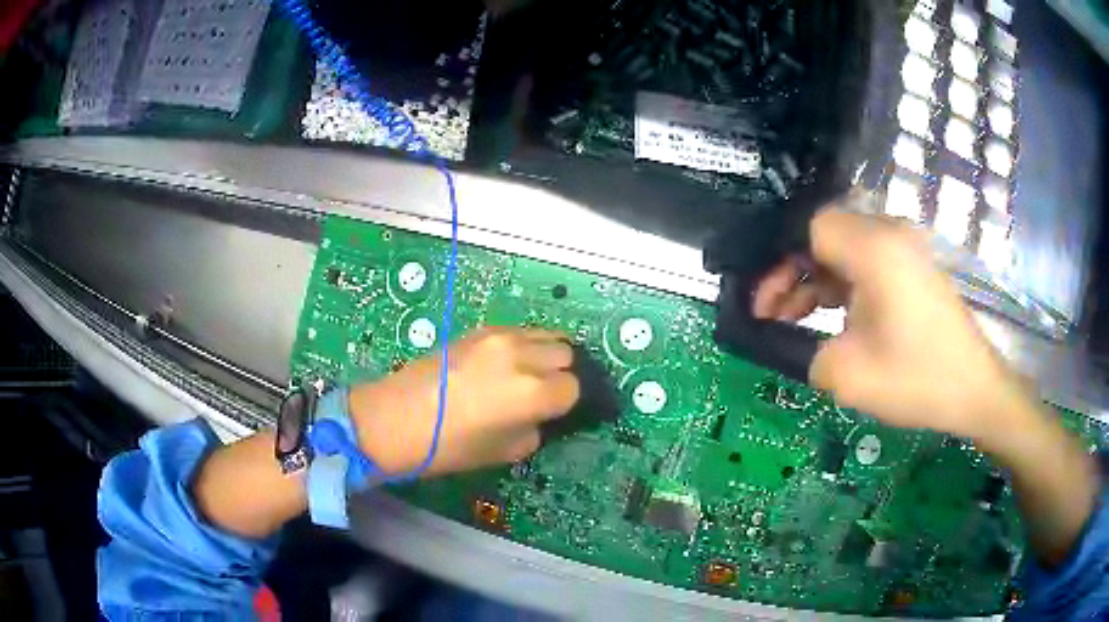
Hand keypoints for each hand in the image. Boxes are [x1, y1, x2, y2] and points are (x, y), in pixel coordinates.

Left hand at [348, 327, 579, 476]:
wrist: (396, 418)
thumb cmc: (450, 446)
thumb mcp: (506, 451)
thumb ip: (536, 428)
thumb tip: (544, 414)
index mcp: (532, 392)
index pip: (574, 387)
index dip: (568, 403)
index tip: (558, 412)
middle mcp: (522, 356)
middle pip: (566, 354)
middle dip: (563, 374)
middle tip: (547, 393)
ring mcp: (500, 337)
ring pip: (546, 335)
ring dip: (548, 355)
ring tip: (532, 374)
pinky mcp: (480, 329)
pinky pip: (520, 331)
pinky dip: (526, 345)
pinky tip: (508, 364)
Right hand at [753, 207, 1032, 446]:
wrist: (974, 390)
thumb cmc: (916, 380)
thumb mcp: (846, 374)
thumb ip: (801, 347)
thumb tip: (784, 335)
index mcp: (874, 248)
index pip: (810, 227)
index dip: (780, 260)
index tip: (763, 304)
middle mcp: (890, 233)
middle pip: (824, 234)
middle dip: (792, 272)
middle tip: (771, 315)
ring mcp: (905, 248)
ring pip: (843, 249)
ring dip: (815, 281)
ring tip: (792, 321)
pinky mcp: (912, 266)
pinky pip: (865, 262)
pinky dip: (841, 285)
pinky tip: (830, 318)